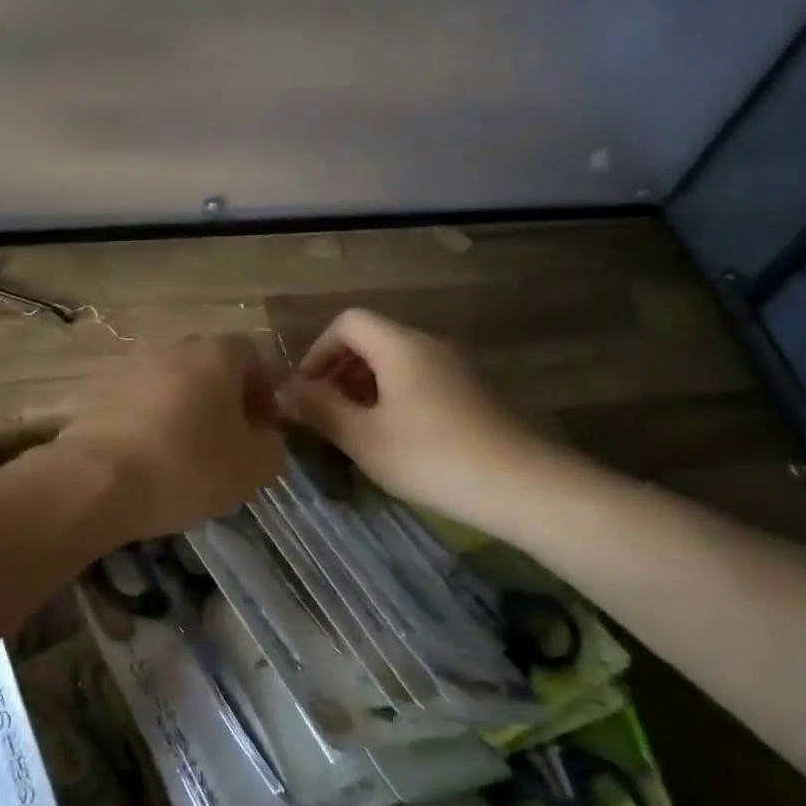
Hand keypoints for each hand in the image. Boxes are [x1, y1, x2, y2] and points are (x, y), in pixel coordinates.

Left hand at [59, 335, 285, 543]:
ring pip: (170, 388)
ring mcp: (127, 368)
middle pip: (208, 369)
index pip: (252, 355)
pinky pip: (136, 407)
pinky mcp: (94, 395)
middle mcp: (171, 348)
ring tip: (185, 458)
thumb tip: (266, 439)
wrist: (97, 481)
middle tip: (227, 444)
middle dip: (223, 402)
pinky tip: (149, 463)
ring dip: (183, 414)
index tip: (263, 428)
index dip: (264, 390)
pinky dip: (148, 427)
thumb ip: (273, 448)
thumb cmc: (188, 466)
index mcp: (215, 354)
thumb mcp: (253, 468)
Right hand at [279, 309, 545, 524]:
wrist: (518, 483)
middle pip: (372, 340)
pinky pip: (418, 382)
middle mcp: (428, 345)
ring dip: (364, 389)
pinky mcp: (470, 394)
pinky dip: (392, 399)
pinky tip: (392, 440)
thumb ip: (320, 408)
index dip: (317, 351)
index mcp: (399, 345)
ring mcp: (454, 368)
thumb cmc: (429, 456)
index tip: (306, 393)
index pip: (347, 322)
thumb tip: (287, 390)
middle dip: (339, 372)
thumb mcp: (362, 436)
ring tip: (352, 432)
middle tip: (323, 416)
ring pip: (396, 364)